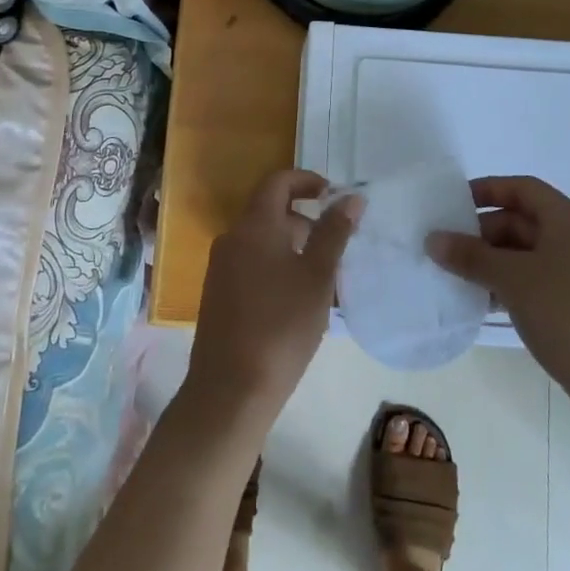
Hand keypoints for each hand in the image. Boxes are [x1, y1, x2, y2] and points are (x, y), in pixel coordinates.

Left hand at [184, 170, 360, 432]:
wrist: (230, 390)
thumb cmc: (281, 326)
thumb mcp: (317, 277)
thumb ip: (334, 233)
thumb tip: (351, 197)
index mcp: (254, 225)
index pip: (278, 181)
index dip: (307, 180)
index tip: (333, 196)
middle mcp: (232, 237)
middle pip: (270, 211)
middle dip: (305, 219)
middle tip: (336, 245)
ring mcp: (220, 267)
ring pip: (262, 240)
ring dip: (293, 246)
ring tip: (322, 278)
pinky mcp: (217, 294)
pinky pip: (251, 263)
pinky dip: (276, 266)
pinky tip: (296, 300)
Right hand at [428, 176, 569, 417]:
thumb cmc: (569, 313)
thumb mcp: (513, 279)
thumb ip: (471, 256)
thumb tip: (433, 239)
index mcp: (568, 220)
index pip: (522, 189)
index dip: (487, 190)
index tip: (452, 203)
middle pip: (521, 221)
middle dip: (482, 232)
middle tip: (445, 247)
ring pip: (524, 255)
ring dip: (490, 262)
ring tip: (453, 275)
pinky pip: (532, 281)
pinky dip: (505, 285)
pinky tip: (478, 301)